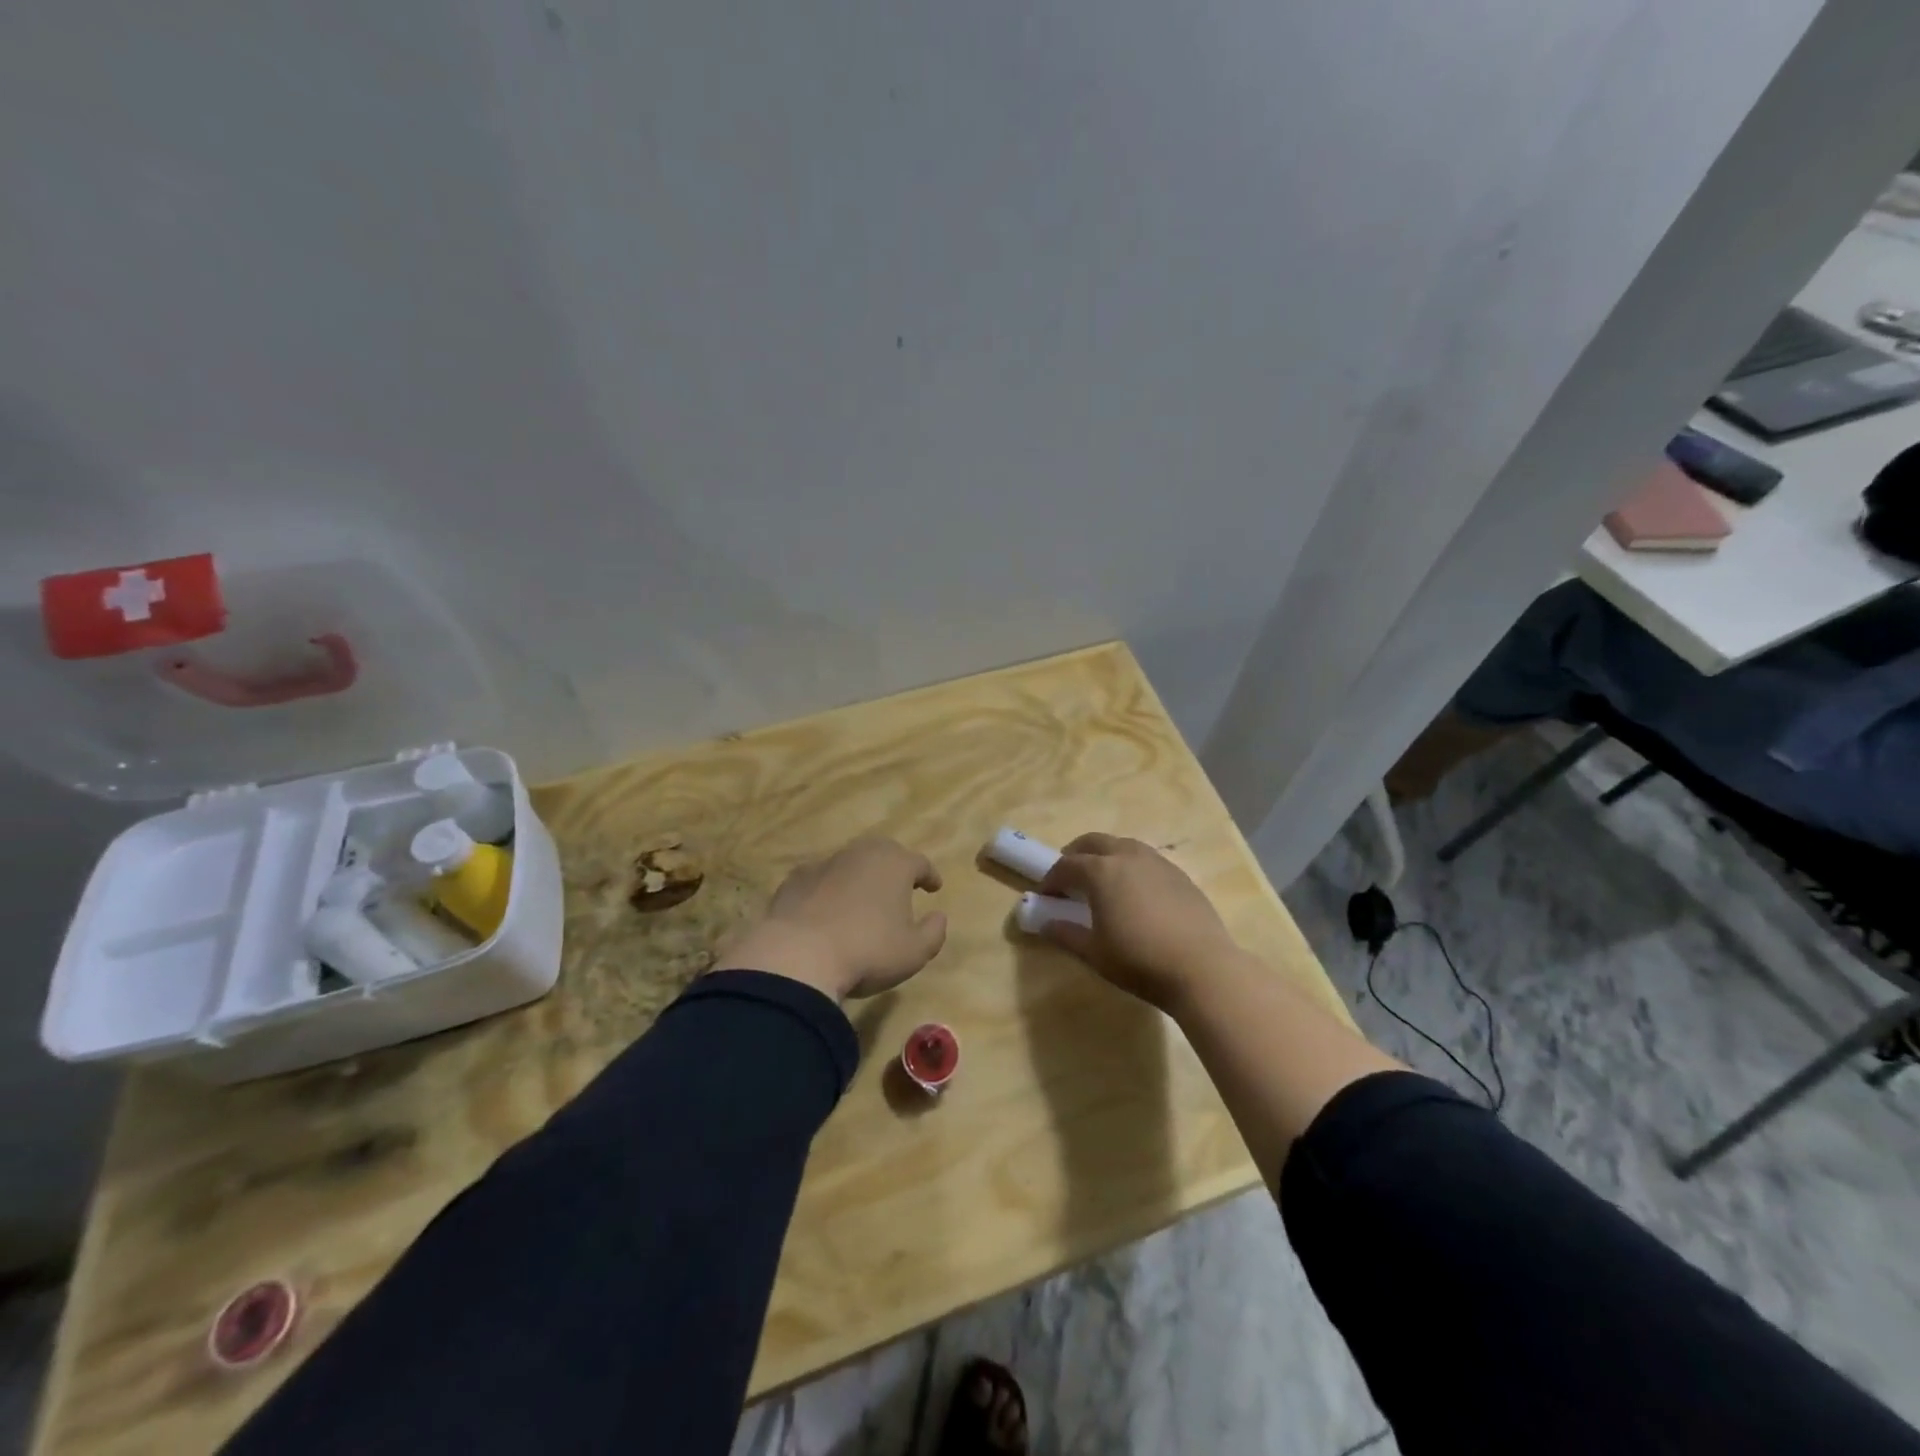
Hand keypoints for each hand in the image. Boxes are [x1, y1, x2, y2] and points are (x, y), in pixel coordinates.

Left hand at [715, 836, 947, 1002]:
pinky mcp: (795, 880)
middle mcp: (860, 854)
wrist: (798, 955)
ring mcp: (824, 864)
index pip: (920, 863)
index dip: (929, 875)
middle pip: (883, 852)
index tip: (934, 887)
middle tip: (900, 885)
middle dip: (894, 867)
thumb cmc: (868, 951)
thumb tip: (939, 916)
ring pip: (850, 863)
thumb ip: (933, 932)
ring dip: (860, 877)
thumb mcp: (914, 952)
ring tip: (863, 899)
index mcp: (894, 864)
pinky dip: (829, 890)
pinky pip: (820, 880)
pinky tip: (827, 910)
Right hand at [1038, 833, 1240, 1008]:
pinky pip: (1147, 860)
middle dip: (1076, 855)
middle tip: (1069, 876)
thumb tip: (1045, 924)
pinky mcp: (1180, 875)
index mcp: (1101, 871)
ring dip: (1106, 856)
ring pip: (1124, 846)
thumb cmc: (1139, 960)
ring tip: (1102, 880)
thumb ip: (1066, 934)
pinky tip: (1136, 893)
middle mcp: (1128, 856)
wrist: (1202, 968)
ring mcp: (1158, 862)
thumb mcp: (1094, 953)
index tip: (1045, 896)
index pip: (1067, 865)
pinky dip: (1132, 867)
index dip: (1051, 879)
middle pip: (1094, 842)